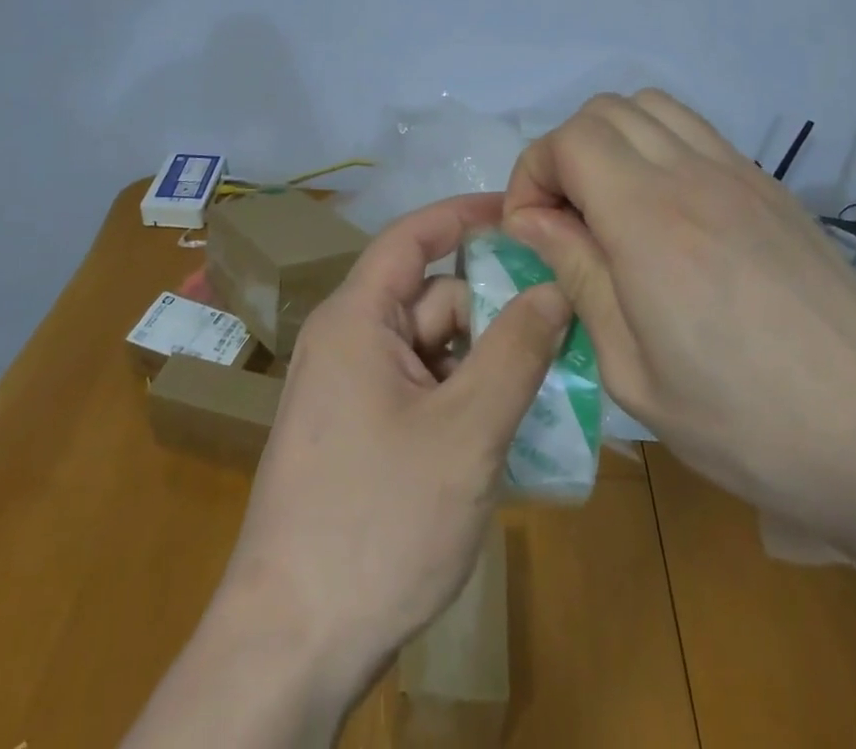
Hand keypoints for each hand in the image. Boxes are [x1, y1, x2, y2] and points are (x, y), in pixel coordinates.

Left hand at [215, 192, 571, 705]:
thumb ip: (515, 352)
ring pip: (432, 349)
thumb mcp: (466, 432)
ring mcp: (351, 389)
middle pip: (432, 298)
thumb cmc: (379, 520)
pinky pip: (421, 389)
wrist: (292, 643)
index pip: (413, 236)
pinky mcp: (359, 432)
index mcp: (356, 317)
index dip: (465, 215)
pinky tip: (506, 431)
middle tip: (563, 331)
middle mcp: (348, 340)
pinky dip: (463, 398)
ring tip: (547, 389)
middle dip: (493, 310)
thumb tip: (553, 288)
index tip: (523, 211)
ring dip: (484, 362)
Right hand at [502, 90, 855, 542]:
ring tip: (611, 204)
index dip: (532, 174)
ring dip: (612, 140)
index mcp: (649, 221)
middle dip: (564, 153)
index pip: (568, 141)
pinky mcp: (770, 187)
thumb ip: (578, 275)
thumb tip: (531, 220)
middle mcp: (692, 176)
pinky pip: (696, 132)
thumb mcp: (632, 370)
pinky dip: (658, 147)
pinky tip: (668, 212)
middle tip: (565, 218)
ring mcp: (739, 174)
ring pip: (651, 107)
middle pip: (603, 111)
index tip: (531, 230)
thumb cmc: (745, 423)